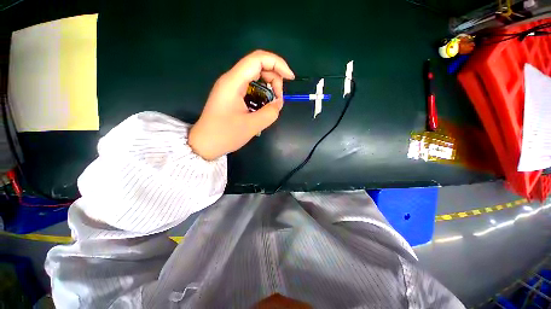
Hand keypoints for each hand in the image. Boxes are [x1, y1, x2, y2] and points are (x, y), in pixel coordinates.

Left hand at [189, 50, 294, 160]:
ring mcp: (230, 87)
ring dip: (268, 87)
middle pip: (258, 66)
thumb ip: (270, 113)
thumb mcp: (251, 126)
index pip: (258, 59)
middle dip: (274, 78)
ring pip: (255, 76)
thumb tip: (279, 103)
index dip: (278, 64)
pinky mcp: (231, 95)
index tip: (290, 78)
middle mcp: (231, 80)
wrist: (204, 144)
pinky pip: (250, 87)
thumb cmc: (224, 135)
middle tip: (279, 99)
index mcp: (233, 82)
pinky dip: (261, 93)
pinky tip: (264, 106)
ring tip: (272, 104)